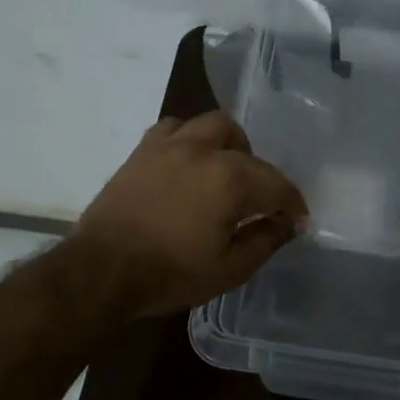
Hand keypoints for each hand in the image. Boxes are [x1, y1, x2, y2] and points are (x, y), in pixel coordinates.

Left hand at [74, 112, 308, 317]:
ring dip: (229, 145)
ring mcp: (171, 145)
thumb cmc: (169, 274)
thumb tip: (290, 223)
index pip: (278, 185)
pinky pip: (175, 128)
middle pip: (249, 152)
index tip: (298, 221)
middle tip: (259, 202)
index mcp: (231, 181)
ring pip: (214, 126)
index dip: (293, 204)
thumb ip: (266, 240)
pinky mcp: (143, 150)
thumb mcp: (229, 269)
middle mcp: (205, 152)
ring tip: (226, 171)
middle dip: (263, 175)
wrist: (101, 270)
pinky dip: (190, 139)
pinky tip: (188, 162)